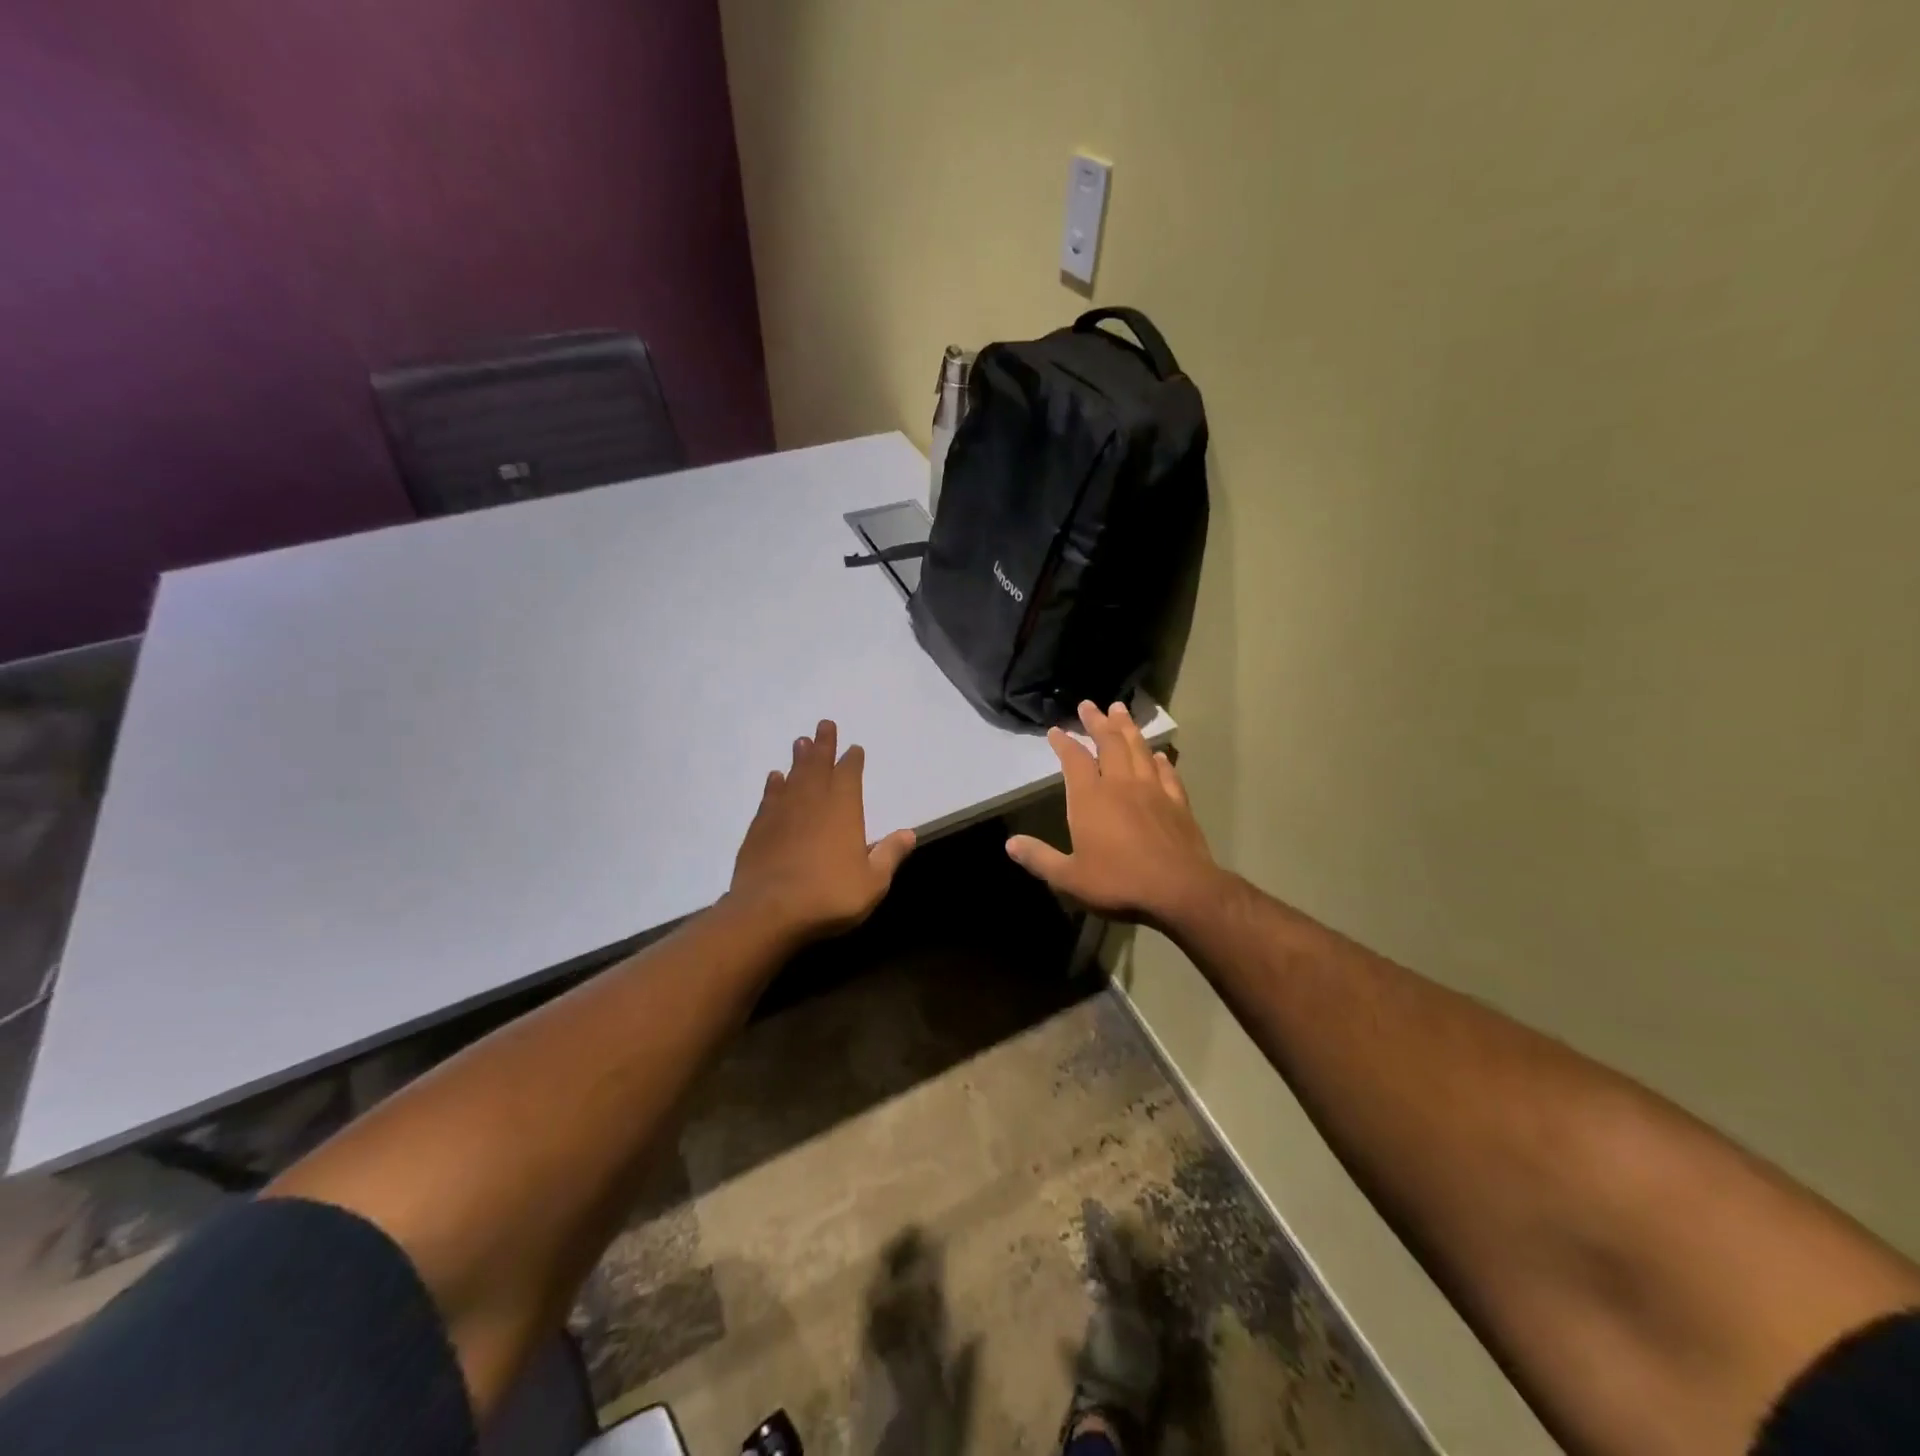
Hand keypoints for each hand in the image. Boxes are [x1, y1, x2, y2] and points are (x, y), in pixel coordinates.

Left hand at [729, 719, 916, 943]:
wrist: (769, 912)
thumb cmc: (829, 895)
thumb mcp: (873, 881)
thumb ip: (889, 854)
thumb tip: (910, 832)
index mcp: (843, 810)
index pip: (849, 775)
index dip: (852, 760)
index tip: (854, 748)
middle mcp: (812, 802)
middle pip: (818, 766)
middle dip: (823, 745)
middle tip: (824, 724)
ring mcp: (782, 813)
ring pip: (792, 777)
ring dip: (798, 759)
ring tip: (800, 741)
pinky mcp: (758, 829)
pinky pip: (769, 798)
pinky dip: (774, 785)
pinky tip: (775, 778)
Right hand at [1005, 701, 1219, 926]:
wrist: (1178, 890)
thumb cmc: (1118, 882)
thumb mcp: (1069, 877)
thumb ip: (1040, 858)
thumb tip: (1010, 844)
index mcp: (1090, 798)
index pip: (1074, 760)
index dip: (1064, 743)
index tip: (1056, 730)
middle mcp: (1121, 784)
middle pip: (1108, 743)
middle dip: (1097, 722)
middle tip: (1089, 705)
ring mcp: (1152, 790)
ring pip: (1138, 749)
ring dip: (1127, 728)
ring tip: (1120, 710)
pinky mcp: (1177, 802)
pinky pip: (1166, 772)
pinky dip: (1160, 759)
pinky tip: (1158, 754)